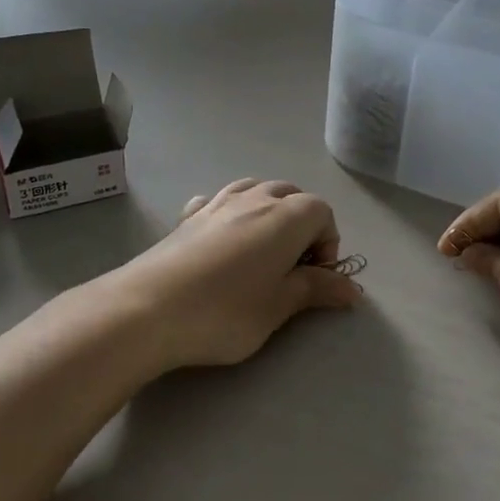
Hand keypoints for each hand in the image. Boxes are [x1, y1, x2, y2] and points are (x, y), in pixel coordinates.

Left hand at [114, 178, 360, 371]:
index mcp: (285, 218)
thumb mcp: (278, 307)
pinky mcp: (188, 216)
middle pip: (291, 194)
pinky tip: (222, 235)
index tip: (315, 278)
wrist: (146, 309)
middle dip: (302, 224)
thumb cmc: (224, 312)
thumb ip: (316, 290)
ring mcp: (217, 202)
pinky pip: (219, 199)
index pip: (322, 212)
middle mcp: (255, 199)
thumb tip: (353, 289)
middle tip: (292, 267)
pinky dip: (231, 211)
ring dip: (269, 211)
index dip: (328, 243)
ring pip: (255, 189)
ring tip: (262, 249)